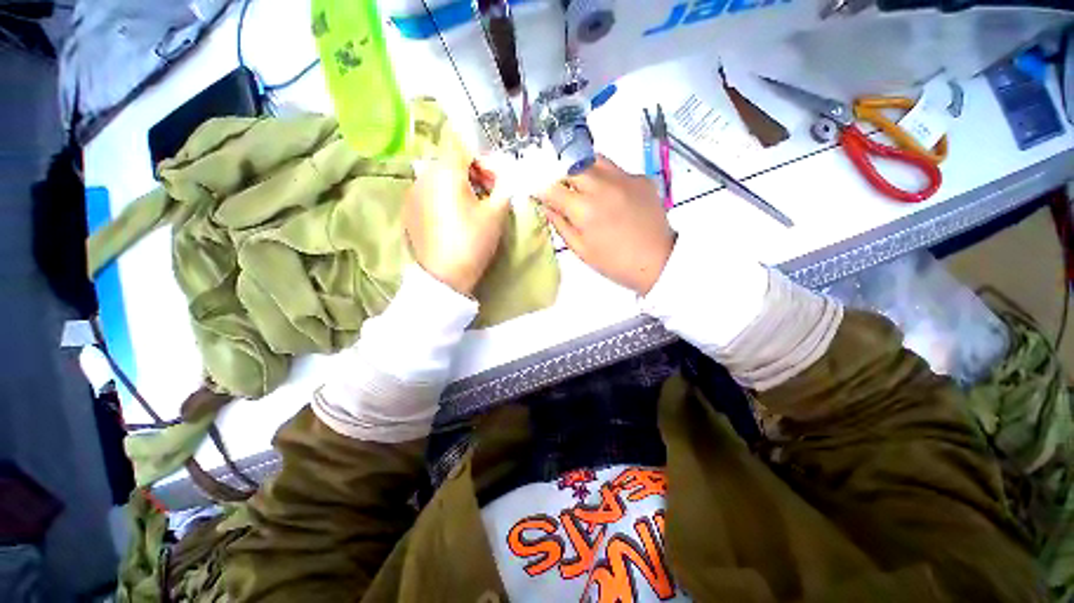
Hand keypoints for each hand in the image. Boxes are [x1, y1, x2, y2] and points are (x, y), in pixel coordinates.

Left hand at [404, 157, 509, 295]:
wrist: (444, 276)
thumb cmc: (473, 242)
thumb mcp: (496, 213)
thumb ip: (503, 185)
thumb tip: (505, 170)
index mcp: (445, 172)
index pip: (463, 144)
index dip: (482, 157)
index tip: (495, 177)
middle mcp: (424, 175)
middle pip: (450, 160)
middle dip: (472, 171)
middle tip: (489, 193)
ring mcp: (413, 192)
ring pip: (440, 175)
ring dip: (459, 183)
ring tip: (473, 207)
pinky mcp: (410, 208)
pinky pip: (430, 190)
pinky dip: (445, 195)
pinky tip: (455, 217)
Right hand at [537, 155, 674, 294]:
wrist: (657, 262)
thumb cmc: (615, 263)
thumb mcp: (581, 250)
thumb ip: (561, 225)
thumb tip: (546, 207)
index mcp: (585, 209)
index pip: (553, 188)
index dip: (542, 190)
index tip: (539, 195)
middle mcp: (603, 186)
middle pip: (572, 166)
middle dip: (561, 177)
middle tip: (562, 192)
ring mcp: (624, 178)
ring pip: (594, 159)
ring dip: (583, 170)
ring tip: (584, 188)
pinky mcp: (641, 178)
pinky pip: (616, 169)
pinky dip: (606, 178)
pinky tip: (610, 196)